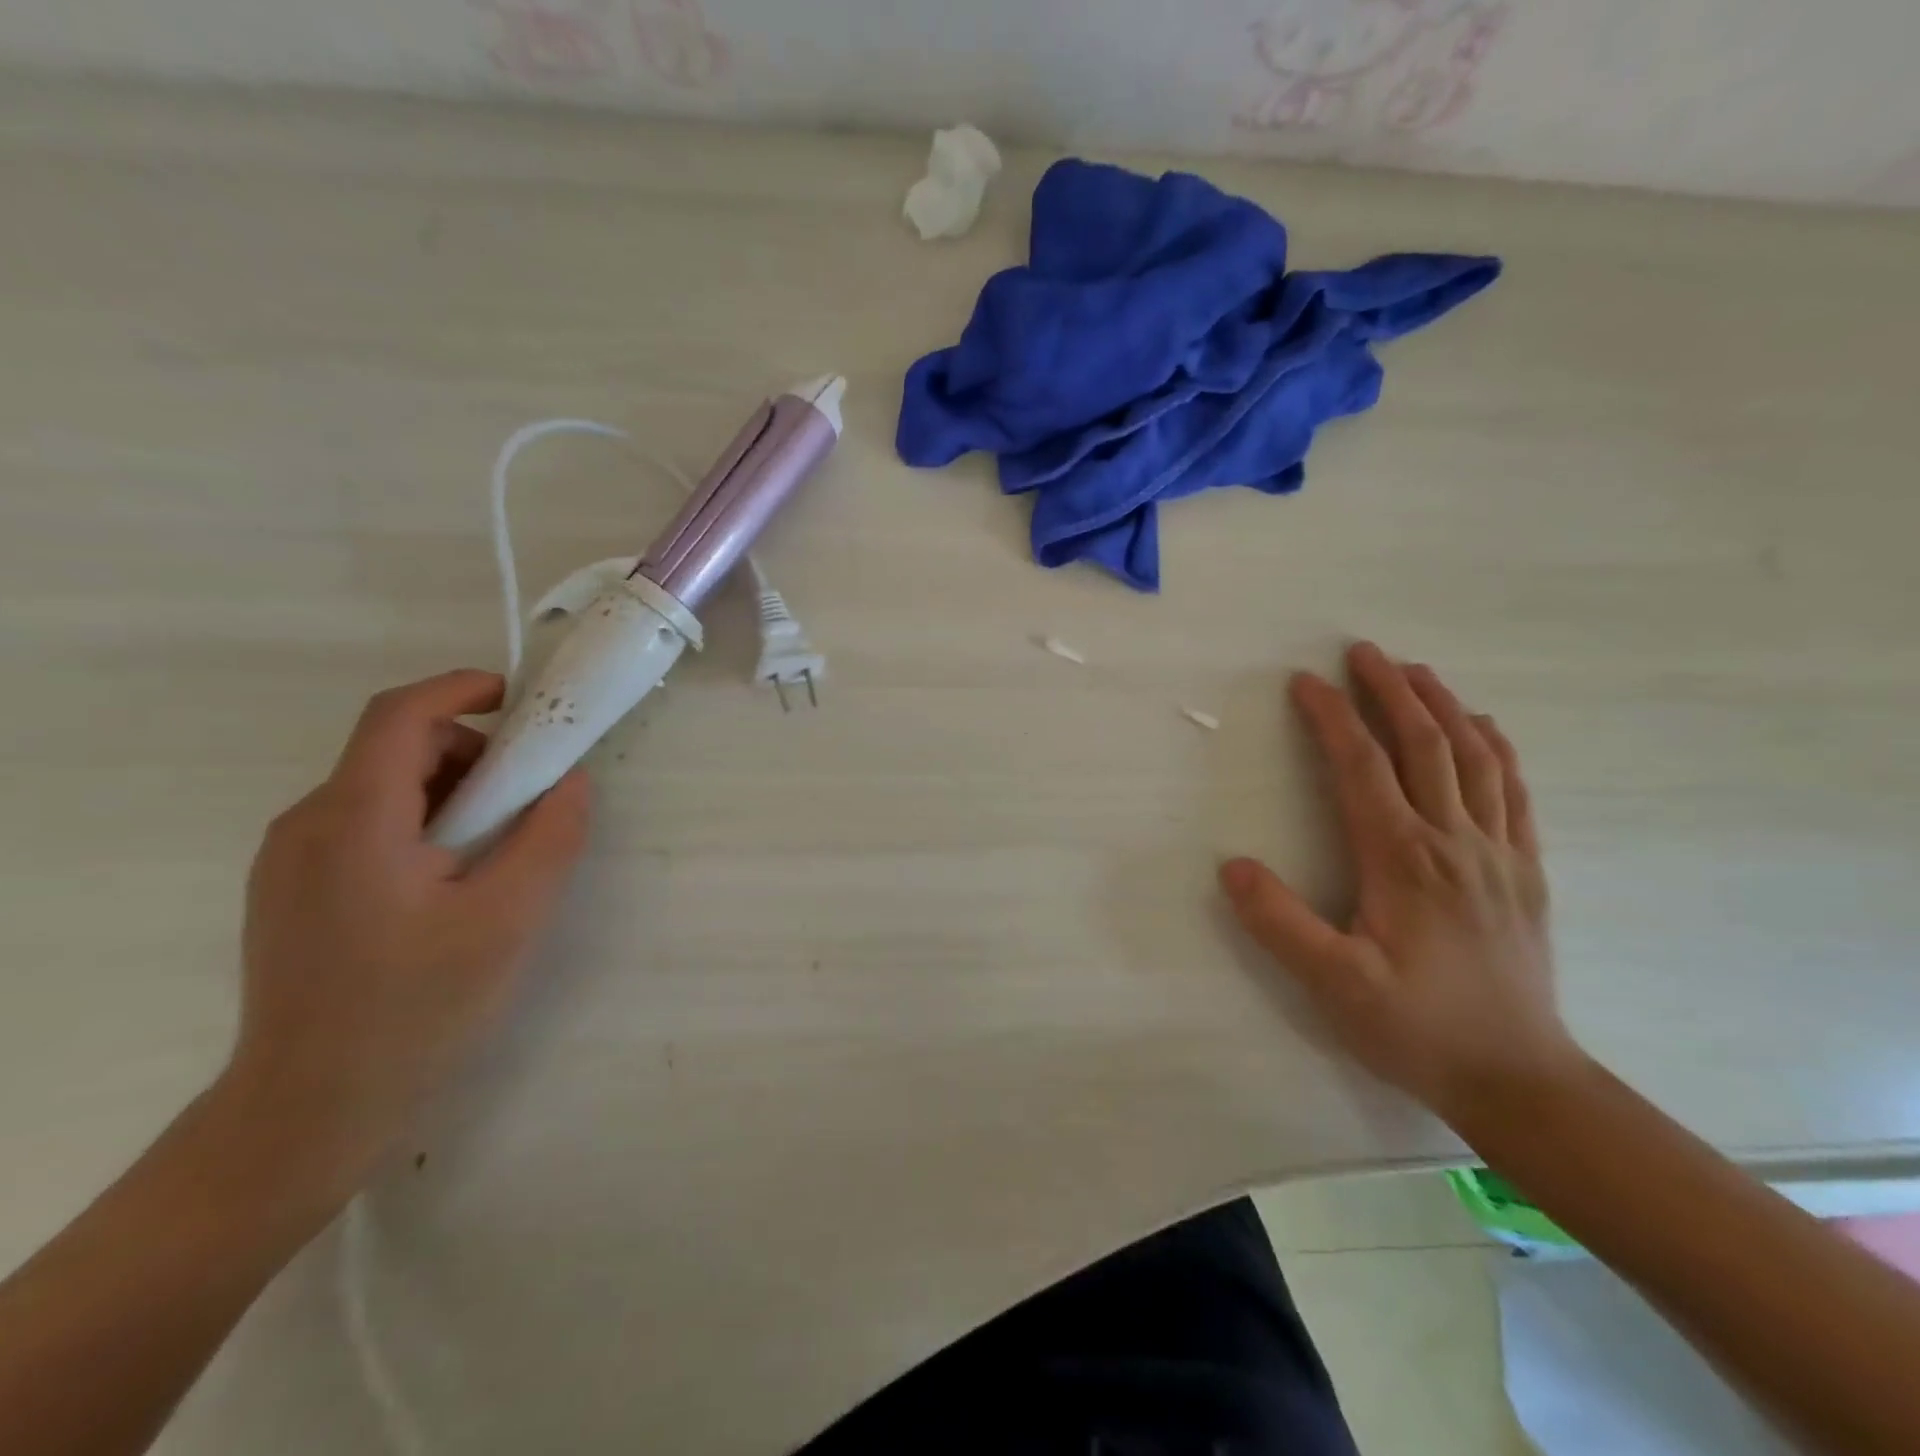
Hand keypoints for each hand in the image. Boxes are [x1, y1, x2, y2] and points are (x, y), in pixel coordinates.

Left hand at [224, 670, 590, 1210]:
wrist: (311, 1109)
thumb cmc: (417, 1009)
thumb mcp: (510, 919)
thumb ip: (551, 837)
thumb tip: (572, 780)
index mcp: (354, 822)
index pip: (401, 715)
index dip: (462, 688)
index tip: (521, 701)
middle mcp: (307, 825)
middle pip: (394, 749)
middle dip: (472, 753)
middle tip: (530, 798)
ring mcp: (290, 860)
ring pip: (381, 788)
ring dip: (451, 791)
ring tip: (498, 848)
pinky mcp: (293, 890)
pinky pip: (364, 824)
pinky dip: (422, 821)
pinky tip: (453, 879)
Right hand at [1219, 642, 1582, 1123]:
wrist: (1520, 1079)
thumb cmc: (1417, 1028)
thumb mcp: (1333, 985)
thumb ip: (1279, 923)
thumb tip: (1230, 866)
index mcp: (1403, 859)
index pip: (1362, 766)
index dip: (1331, 717)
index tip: (1304, 681)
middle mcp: (1453, 840)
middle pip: (1423, 744)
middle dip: (1389, 690)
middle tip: (1363, 651)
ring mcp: (1497, 852)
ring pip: (1473, 757)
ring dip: (1443, 706)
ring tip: (1416, 671)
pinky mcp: (1524, 871)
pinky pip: (1514, 791)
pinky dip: (1497, 748)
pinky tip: (1485, 728)